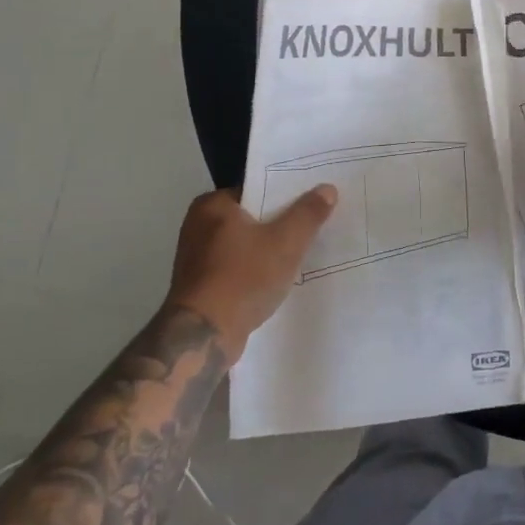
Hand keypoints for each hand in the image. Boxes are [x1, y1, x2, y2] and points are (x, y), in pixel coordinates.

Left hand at [163, 186, 337, 360]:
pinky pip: (238, 266)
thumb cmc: (243, 278)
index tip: (312, 200)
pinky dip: (256, 269)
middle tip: (313, 224)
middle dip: (280, 222)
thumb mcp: (286, 242)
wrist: (205, 335)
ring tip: (302, 251)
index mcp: (212, 205)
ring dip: (269, 248)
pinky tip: (279, 277)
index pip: (257, 188)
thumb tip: (327, 188)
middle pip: (252, 216)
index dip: (286, 193)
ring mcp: (197, 258)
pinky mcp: (201, 285)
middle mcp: (198, 225)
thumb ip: (308, 213)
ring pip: (245, 244)